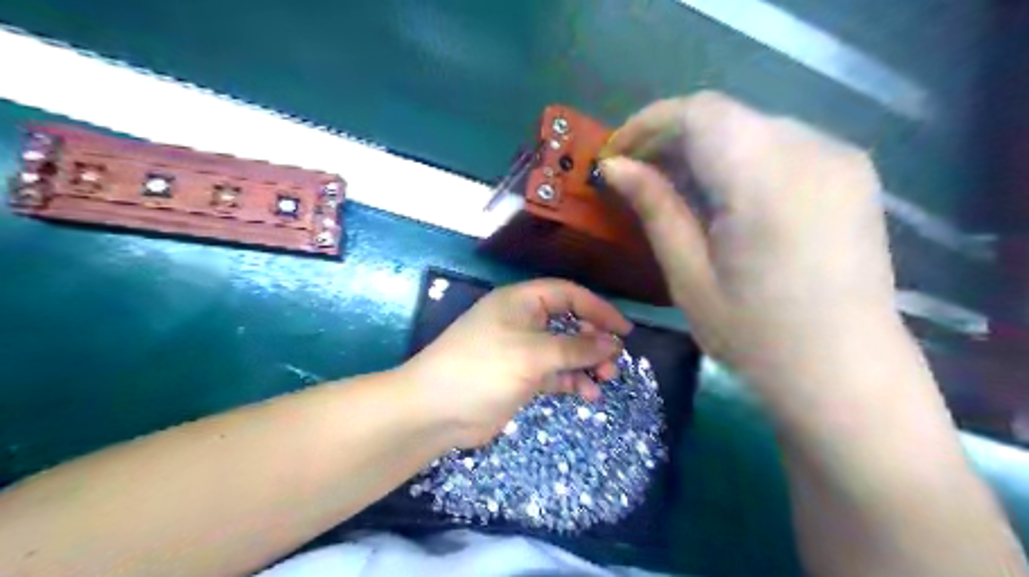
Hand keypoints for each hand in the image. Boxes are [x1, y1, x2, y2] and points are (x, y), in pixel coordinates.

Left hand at [400, 277, 627, 446]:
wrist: (435, 411)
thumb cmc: (483, 369)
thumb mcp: (533, 354)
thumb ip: (576, 348)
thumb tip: (613, 343)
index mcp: (521, 302)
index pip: (568, 294)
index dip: (598, 309)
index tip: (624, 330)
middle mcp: (522, 321)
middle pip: (568, 322)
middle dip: (593, 340)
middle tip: (613, 360)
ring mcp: (520, 350)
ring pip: (563, 350)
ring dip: (585, 363)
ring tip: (604, 380)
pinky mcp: (520, 376)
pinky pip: (554, 373)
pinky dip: (571, 381)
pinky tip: (586, 394)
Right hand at [601, 90, 896, 387]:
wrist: (845, 372)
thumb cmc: (755, 336)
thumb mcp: (689, 276)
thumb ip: (656, 209)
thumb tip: (615, 167)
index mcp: (766, 180)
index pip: (698, 114)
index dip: (648, 124)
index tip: (615, 155)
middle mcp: (812, 151)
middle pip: (724, 116)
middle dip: (671, 138)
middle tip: (636, 176)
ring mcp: (840, 158)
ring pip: (750, 127)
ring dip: (704, 149)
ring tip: (673, 189)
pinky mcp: (852, 174)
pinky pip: (780, 145)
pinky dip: (739, 159)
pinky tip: (722, 197)